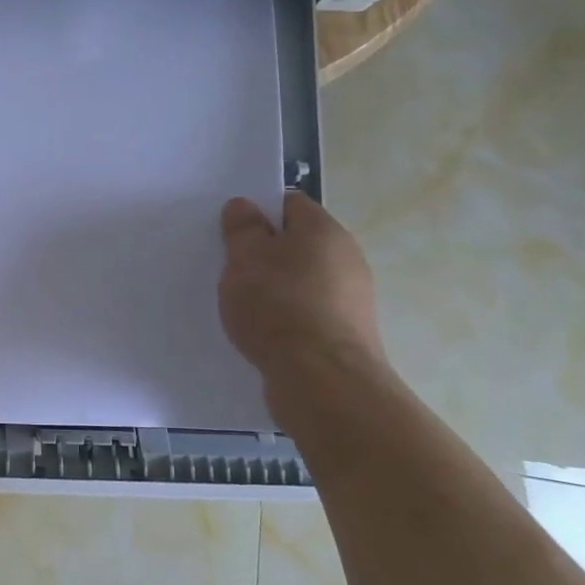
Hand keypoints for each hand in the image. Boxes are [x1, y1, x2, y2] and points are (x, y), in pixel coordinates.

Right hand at [219, 193, 389, 413]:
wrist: (322, 380)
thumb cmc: (278, 306)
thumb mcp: (245, 259)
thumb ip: (242, 229)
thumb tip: (244, 205)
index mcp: (325, 230)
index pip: (289, 204)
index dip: (258, 212)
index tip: (232, 232)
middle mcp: (347, 258)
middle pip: (298, 243)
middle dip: (266, 252)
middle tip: (232, 267)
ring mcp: (352, 298)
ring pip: (303, 280)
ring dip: (276, 287)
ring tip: (243, 305)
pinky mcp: (348, 333)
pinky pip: (309, 312)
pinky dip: (288, 317)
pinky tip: (264, 332)